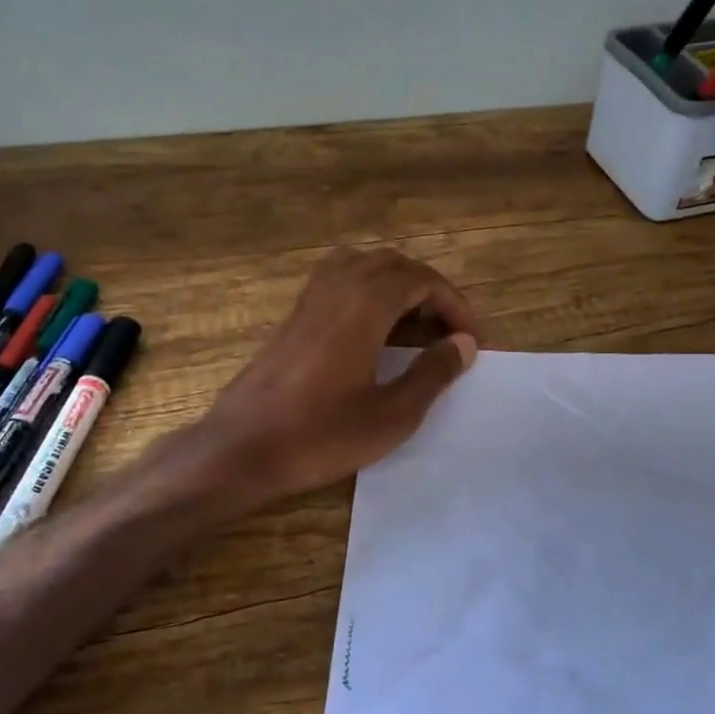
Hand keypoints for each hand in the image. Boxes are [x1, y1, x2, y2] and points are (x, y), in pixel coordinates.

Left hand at [187, 247, 479, 511]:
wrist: (241, 449)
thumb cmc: (320, 436)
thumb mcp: (391, 415)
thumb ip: (431, 374)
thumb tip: (463, 344)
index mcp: (364, 307)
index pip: (421, 280)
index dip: (455, 304)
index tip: (473, 340)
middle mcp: (336, 290)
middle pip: (393, 264)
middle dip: (429, 289)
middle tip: (448, 330)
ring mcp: (309, 301)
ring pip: (361, 265)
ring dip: (396, 283)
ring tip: (414, 321)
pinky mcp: (292, 318)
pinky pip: (337, 280)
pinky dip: (366, 289)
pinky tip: (371, 329)